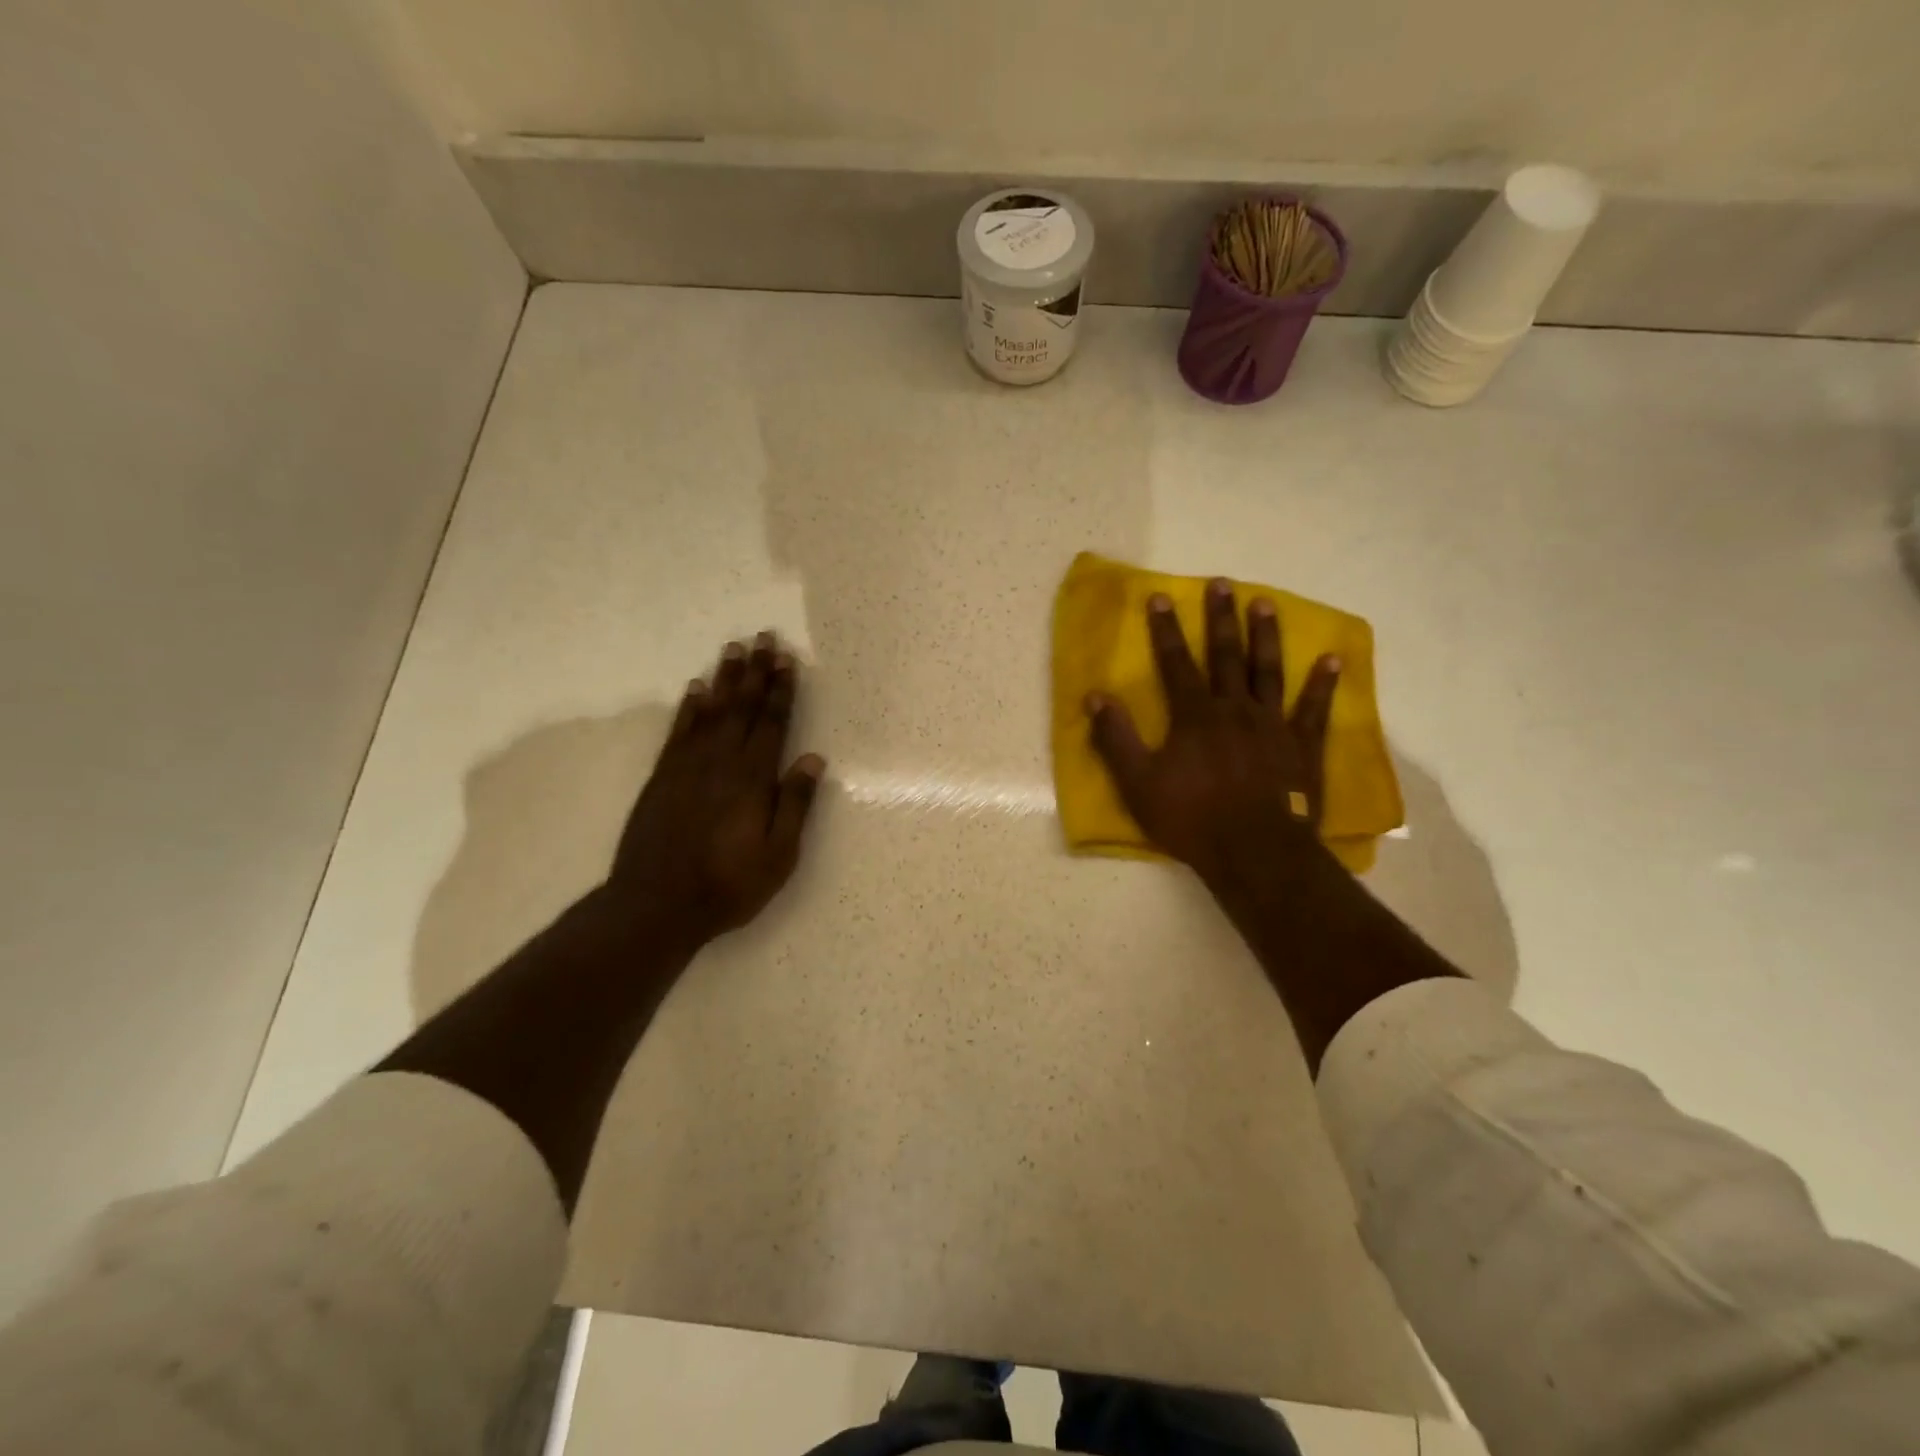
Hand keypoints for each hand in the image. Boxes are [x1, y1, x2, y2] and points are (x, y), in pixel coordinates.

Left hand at [609, 633, 824, 946]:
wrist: (656, 905)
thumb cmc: (729, 885)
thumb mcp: (779, 856)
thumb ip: (795, 804)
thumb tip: (813, 758)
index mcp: (752, 780)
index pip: (771, 724)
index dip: (781, 691)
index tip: (787, 660)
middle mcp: (720, 763)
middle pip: (742, 708)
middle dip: (755, 672)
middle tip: (763, 638)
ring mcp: (687, 768)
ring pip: (710, 712)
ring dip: (724, 680)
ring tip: (733, 649)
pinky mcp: (662, 778)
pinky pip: (679, 732)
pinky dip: (689, 708)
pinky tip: (697, 690)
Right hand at [1085, 580, 1340, 891]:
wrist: (1254, 853)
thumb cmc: (1191, 819)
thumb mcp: (1137, 784)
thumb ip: (1115, 738)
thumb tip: (1095, 696)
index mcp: (1194, 717)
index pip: (1176, 663)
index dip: (1166, 630)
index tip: (1160, 597)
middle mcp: (1234, 709)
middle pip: (1226, 655)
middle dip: (1220, 618)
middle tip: (1222, 583)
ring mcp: (1272, 725)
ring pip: (1268, 671)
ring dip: (1266, 636)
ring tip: (1266, 603)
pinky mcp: (1302, 746)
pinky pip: (1314, 708)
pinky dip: (1322, 683)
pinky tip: (1331, 658)